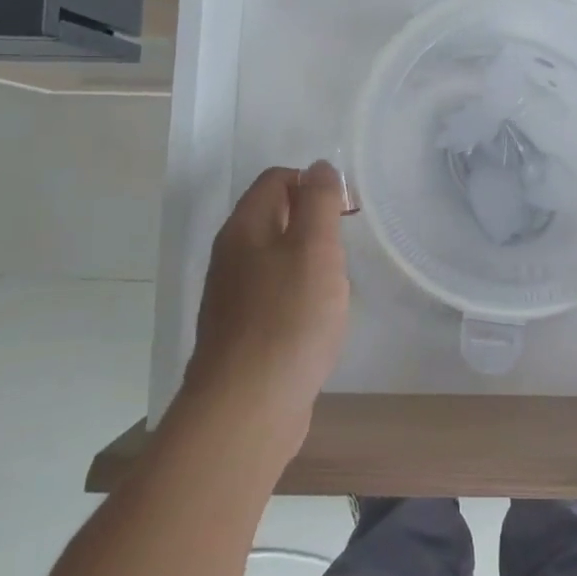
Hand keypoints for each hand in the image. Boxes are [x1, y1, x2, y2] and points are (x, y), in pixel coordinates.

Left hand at [181, 162, 350, 457]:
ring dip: (308, 261)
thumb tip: (319, 167)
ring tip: (335, 286)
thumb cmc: (288, 318)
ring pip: (275, 259)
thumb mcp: (314, 248)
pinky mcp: (242, 334)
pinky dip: (299, 296)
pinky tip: (317, 321)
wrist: (247, 408)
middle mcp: (231, 257)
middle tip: (343, 249)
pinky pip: (274, 296)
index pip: (276, 179)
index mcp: (244, 229)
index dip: (313, 183)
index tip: (345, 211)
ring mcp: (233, 298)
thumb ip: (319, 201)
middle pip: (273, 217)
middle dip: (313, 223)